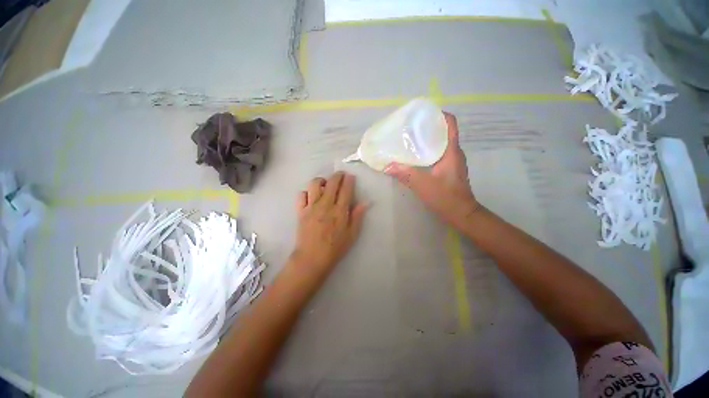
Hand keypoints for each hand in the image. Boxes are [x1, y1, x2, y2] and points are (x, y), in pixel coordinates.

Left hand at [292, 172, 367, 272]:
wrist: (312, 258)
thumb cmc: (334, 248)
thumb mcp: (351, 234)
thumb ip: (357, 216)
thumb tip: (365, 202)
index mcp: (339, 211)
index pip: (345, 190)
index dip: (349, 181)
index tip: (350, 176)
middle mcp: (325, 205)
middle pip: (331, 183)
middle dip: (337, 176)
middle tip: (340, 175)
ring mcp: (311, 207)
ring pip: (314, 185)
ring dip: (321, 180)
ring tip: (324, 184)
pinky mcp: (300, 211)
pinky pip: (301, 195)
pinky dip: (306, 192)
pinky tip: (311, 196)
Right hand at [384, 113, 480, 227]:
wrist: (461, 214)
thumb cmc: (446, 197)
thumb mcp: (423, 185)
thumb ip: (405, 174)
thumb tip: (387, 166)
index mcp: (452, 151)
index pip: (450, 124)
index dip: (439, 114)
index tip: (423, 114)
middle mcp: (454, 153)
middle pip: (443, 132)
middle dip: (428, 127)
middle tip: (410, 127)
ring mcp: (452, 162)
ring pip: (440, 144)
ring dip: (427, 139)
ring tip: (410, 139)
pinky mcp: (448, 170)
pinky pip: (437, 154)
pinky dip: (427, 151)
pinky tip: (415, 156)